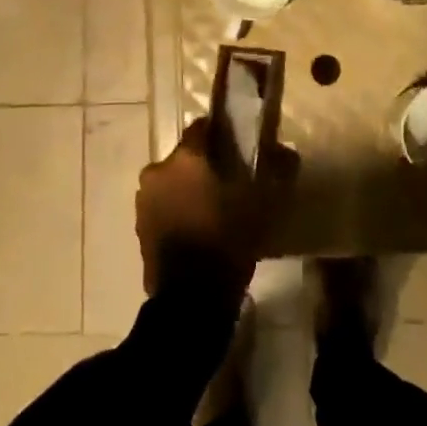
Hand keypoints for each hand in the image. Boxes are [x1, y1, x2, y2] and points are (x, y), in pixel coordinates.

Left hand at [136, 120, 259, 297]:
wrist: (191, 298)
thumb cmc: (228, 239)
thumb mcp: (263, 203)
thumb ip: (276, 169)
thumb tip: (287, 151)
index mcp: (186, 157)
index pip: (202, 127)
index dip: (222, 134)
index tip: (239, 147)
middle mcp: (158, 170)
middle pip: (186, 157)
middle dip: (205, 165)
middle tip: (230, 182)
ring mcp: (144, 200)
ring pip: (173, 181)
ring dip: (189, 188)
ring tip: (214, 209)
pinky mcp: (140, 226)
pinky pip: (164, 206)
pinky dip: (178, 209)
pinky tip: (199, 228)